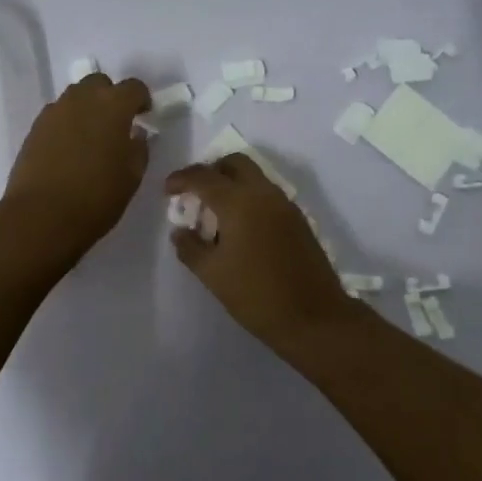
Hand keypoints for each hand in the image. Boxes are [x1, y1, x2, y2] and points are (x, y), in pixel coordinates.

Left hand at [1, 73, 151, 260]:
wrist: (41, 216)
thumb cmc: (97, 196)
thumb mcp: (132, 175)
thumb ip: (138, 148)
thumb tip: (135, 134)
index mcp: (113, 105)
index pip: (133, 87)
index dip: (142, 99)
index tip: (144, 115)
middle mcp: (82, 99)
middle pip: (99, 83)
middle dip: (110, 96)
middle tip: (116, 123)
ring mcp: (54, 111)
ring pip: (75, 97)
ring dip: (87, 108)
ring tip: (91, 136)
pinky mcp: (34, 128)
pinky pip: (57, 115)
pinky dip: (67, 124)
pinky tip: (69, 149)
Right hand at [164, 154, 361, 353]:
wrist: (314, 317)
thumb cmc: (256, 295)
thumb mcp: (212, 274)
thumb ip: (190, 247)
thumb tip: (180, 231)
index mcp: (238, 202)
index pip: (203, 176)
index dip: (181, 179)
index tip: (167, 191)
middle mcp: (263, 193)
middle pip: (234, 163)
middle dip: (211, 171)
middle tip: (195, 194)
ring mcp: (284, 204)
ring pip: (254, 176)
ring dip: (231, 184)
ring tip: (215, 213)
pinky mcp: (297, 218)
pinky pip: (267, 194)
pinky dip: (248, 198)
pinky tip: (240, 227)